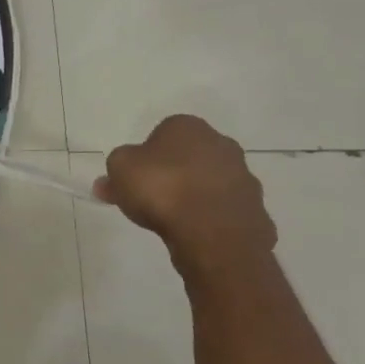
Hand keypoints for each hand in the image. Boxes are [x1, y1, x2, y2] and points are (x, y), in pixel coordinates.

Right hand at [94, 116, 276, 280]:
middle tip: (149, 201)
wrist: (213, 233)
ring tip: (171, 223)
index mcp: (188, 127)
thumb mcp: (119, 170)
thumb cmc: (162, 189)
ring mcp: (244, 178)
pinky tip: (195, 236)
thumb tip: (109, 182)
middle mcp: (222, 145)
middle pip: (189, 158)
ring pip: (210, 185)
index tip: (134, 179)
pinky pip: (225, 213)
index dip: (145, 157)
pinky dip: (211, 221)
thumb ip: (114, 171)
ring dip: (194, 198)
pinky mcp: (256, 211)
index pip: (162, 134)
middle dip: (172, 175)